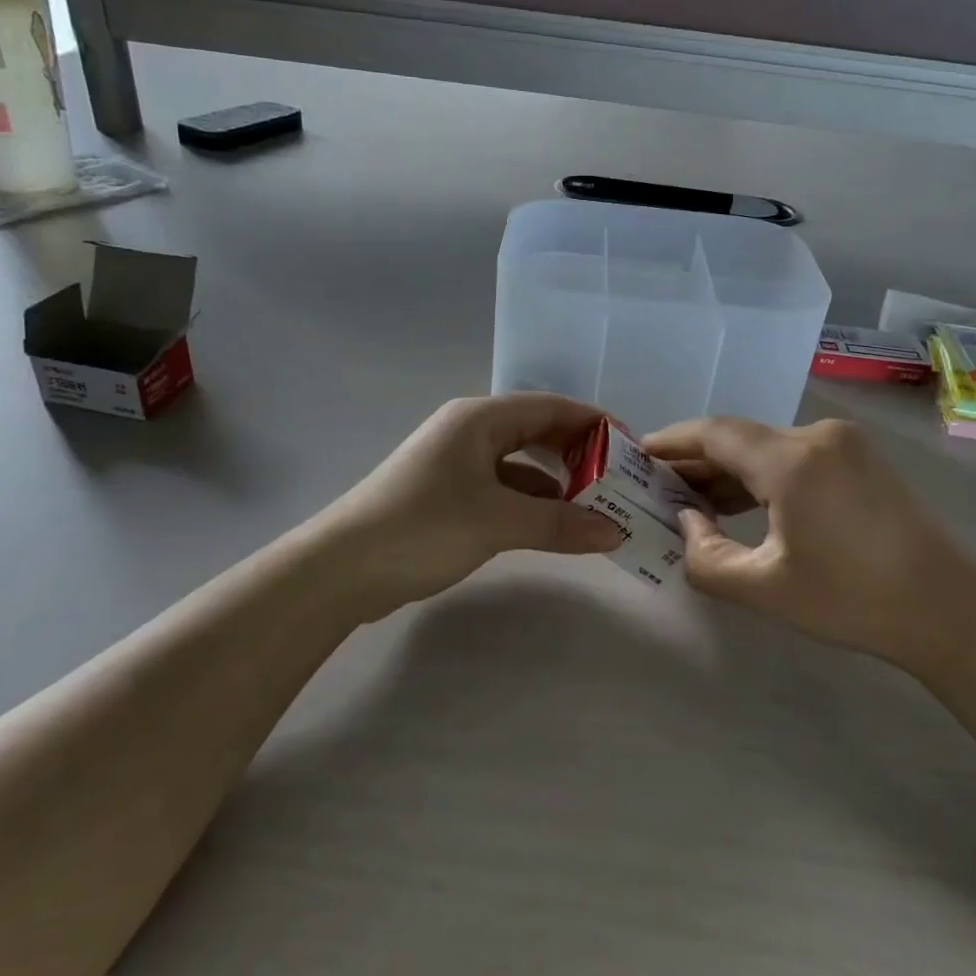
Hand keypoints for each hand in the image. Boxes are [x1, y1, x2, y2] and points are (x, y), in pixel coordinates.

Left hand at [315, 394, 622, 606]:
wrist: (341, 568)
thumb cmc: (422, 527)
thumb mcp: (498, 522)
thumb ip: (561, 524)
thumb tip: (617, 533)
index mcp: (480, 419)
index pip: (552, 407)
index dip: (595, 424)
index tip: (633, 450)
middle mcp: (469, 431)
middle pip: (538, 431)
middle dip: (579, 454)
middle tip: (619, 482)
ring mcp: (456, 463)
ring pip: (521, 463)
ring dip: (557, 483)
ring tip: (596, 507)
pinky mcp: (448, 494)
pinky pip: (503, 488)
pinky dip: (532, 502)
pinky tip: (554, 525)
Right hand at [641, 417, 975, 672]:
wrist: (949, 612)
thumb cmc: (851, 600)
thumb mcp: (764, 588)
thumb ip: (705, 556)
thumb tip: (687, 520)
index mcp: (793, 459)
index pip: (715, 433)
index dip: (671, 441)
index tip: (637, 453)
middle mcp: (817, 436)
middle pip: (740, 438)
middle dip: (696, 462)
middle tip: (657, 487)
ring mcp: (844, 445)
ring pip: (767, 448)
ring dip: (729, 471)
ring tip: (691, 500)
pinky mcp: (860, 460)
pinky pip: (794, 458)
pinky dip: (761, 477)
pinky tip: (740, 503)